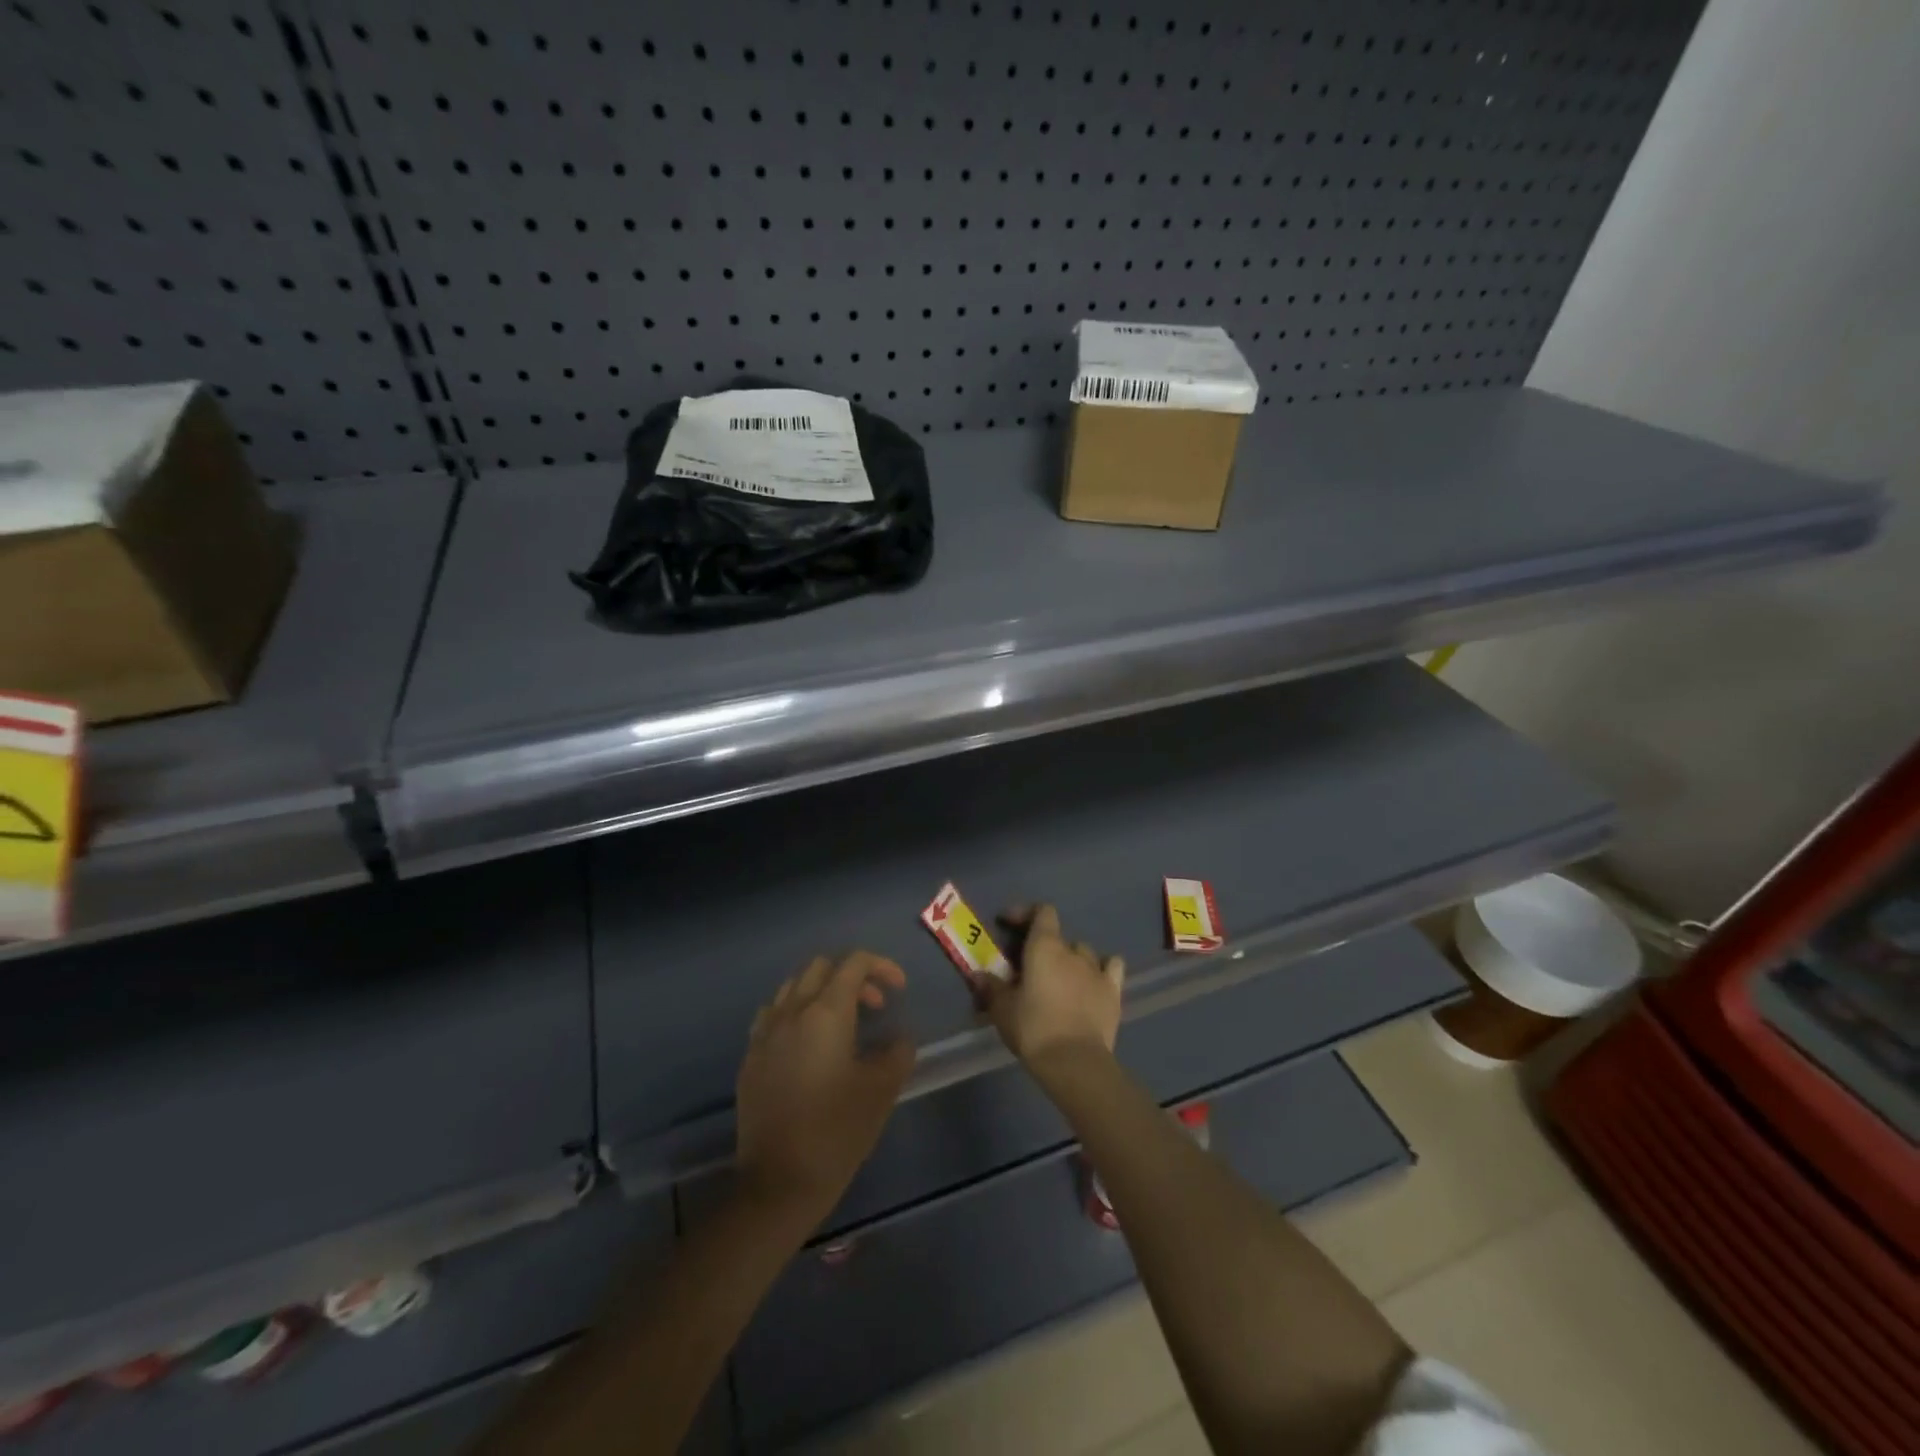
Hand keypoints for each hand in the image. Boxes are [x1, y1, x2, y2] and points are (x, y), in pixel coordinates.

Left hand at [735, 951, 914, 1229]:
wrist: (778, 1183)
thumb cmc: (837, 1131)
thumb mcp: (882, 1090)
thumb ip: (897, 1052)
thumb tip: (898, 1037)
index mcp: (825, 1012)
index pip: (853, 963)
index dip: (881, 966)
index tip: (899, 990)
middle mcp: (791, 1012)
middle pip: (820, 967)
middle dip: (852, 976)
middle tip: (874, 1006)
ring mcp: (765, 1033)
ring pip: (794, 987)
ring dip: (822, 991)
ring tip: (843, 1024)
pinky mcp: (751, 1058)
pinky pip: (774, 1015)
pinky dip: (797, 1013)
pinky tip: (809, 1045)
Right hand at [982, 905, 1124, 1069]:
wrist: (1074, 1062)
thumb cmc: (1033, 1028)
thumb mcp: (1002, 1009)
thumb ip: (991, 987)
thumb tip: (978, 975)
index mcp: (1045, 947)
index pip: (1042, 911)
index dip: (1025, 913)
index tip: (1008, 923)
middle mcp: (1073, 951)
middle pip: (1059, 936)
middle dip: (1044, 946)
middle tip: (1029, 967)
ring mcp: (1097, 970)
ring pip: (1083, 952)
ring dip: (1070, 959)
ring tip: (1059, 979)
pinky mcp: (1114, 992)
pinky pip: (1111, 967)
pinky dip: (1103, 969)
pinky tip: (1094, 980)